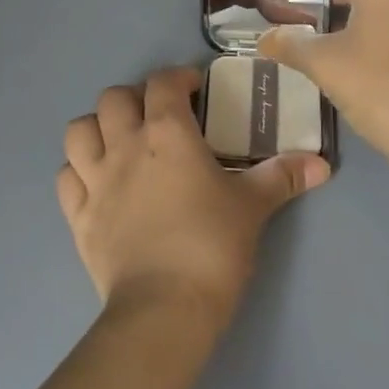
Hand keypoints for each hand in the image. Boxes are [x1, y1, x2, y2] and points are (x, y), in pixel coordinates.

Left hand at [58, 68, 328, 331]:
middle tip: (156, 117)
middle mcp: (124, 145)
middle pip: (113, 97)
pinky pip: (66, 178)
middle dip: (134, 99)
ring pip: (78, 130)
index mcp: (166, 132)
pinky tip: (96, 183)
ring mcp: (95, 180)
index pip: (163, 82)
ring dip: (96, 128)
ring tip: (118, 142)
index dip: (178, 78)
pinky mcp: (78, 216)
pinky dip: (78, 172)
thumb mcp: (253, 207)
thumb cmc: (212, 246)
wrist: (164, 310)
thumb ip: (283, 177)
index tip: (194, 90)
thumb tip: (322, 164)